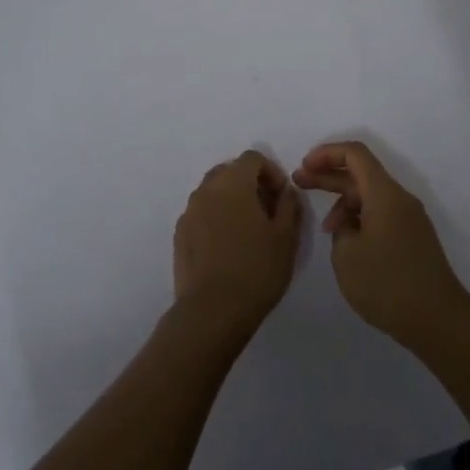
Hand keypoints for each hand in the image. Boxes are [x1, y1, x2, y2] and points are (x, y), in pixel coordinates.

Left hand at [172, 151, 301, 343]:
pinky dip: (216, 219)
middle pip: (229, 171)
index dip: (271, 172)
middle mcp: (206, 190)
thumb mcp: (286, 236)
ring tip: (248, 231)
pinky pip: (201, 214)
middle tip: (267, 211)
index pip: (252, 158)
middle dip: (250, 184)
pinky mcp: (179, 235)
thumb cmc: (256, 269)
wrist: (212, 311)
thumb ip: (289, 205)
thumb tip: (286, 191)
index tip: (282, 197)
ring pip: (213, 193)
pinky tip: (228, 247)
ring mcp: (188, 213)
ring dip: (232, 201)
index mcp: (233, 183)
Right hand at [293, 142, 467, 346]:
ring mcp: (409, 219)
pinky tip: (346, 241)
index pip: (355, 154)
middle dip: (328, 175)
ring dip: (344, 202)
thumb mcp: (347, 254)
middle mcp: (400, 199)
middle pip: (361, 174)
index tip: (304, 166)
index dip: (326, 154)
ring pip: (370, 196)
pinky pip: (381, 214)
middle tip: (298, 182)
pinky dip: (359, 218)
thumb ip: (341, 229)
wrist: (437, 319)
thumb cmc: (387, 283)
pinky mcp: (412, 238)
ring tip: (324, 228)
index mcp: (385, 194)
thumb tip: (350, 225)